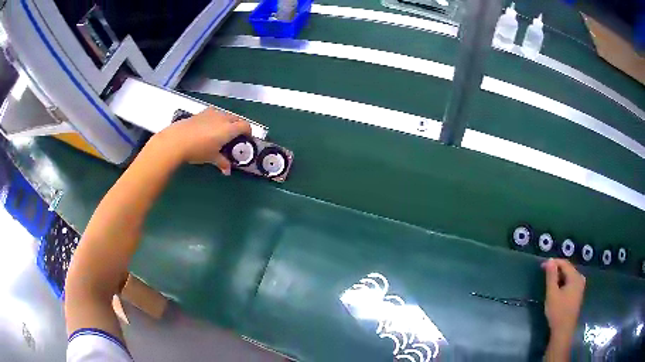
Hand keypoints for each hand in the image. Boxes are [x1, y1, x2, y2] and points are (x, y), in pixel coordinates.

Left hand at [154, 108, 250, 173]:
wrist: (176, 140)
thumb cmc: (198, 150)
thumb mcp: (211, 158)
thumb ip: (222, 162)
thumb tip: (227, 170)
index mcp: (229, 129)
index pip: (245, 125)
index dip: (248, 132)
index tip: (246, 140)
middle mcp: (222, 117)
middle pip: (236, 118)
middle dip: (238, 126)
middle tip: (233, 138)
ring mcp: (211, 113)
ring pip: (224, 115)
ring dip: (226, 122)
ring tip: (220, 133)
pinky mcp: (200, 113)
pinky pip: (213, 114)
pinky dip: (215, 120)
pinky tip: (207, 130)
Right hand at [542, 258, 585, 359]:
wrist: (563, 330)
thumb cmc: (557, 312)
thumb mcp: (552, 294)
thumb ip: (551, 276)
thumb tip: (550, 260)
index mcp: (575, 276)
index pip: (564, 263)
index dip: (553, 263)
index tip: (542, 266)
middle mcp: (580, 278)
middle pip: (568, 269)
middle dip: (557, 270)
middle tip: (545, 274)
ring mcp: (580, 286)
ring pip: (569, 276)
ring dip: (560, 277)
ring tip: (550, 282)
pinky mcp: (578, 293)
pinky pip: (571, 282)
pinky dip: (563, 282)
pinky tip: (557, 289)